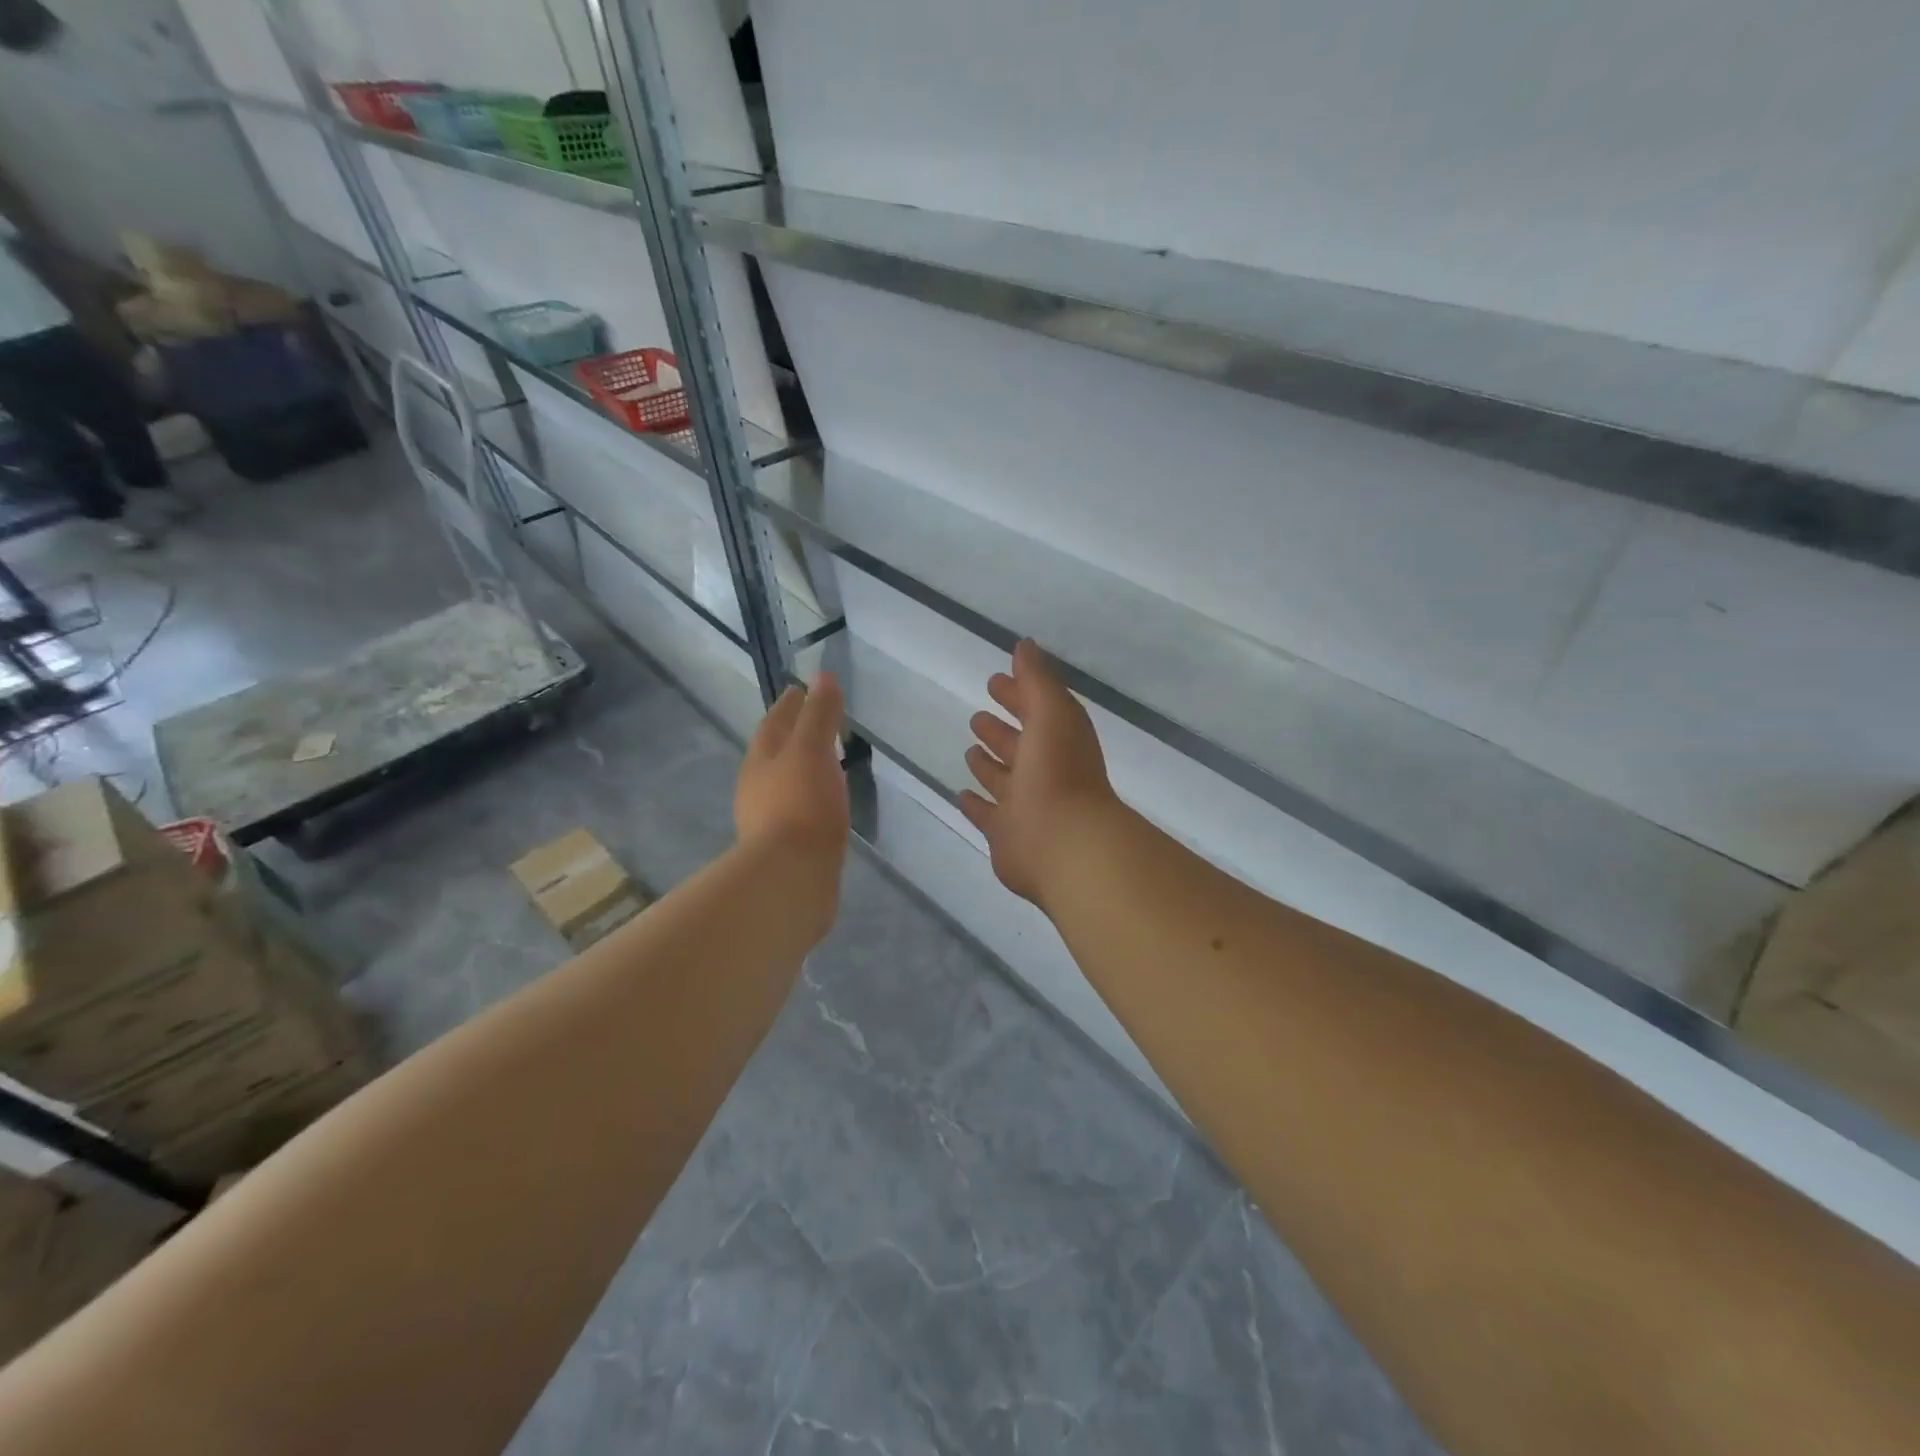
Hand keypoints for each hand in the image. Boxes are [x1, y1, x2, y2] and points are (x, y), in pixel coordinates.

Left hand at [736, 672, 849, 864]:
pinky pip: (798, 812)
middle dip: (791, 736)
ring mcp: (768, 821)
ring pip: (784, 784)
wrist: (791, 878)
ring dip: (800, 770)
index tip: (799, 689)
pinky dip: (810, 799)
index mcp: (760, 761)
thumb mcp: (812, 751)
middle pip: (773, 754)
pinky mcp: (785, 849)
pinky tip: (825, 805)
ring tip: (824, 762)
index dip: (789, 705)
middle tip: (813, 723)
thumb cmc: (800, 806)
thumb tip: (822, 677)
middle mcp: (757, 788)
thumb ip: (819, 716)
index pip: (774, 724)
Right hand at [960, 640, 1120, 907]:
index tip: (995, 681)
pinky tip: (961, 793)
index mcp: (1058, 740)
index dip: (1018, 694)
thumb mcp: (1051, 712)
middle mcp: (1043, 771)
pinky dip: (976, 804)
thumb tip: (1024, 645)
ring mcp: (1025, 805)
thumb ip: (1037, 679)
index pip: (1036, 710)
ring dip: (988, 764)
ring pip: (1003, 779)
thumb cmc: (1058, 772)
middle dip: (1000, 729)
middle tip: (977, 716)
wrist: (1064, 844)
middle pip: (1018, 745)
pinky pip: (987, 814)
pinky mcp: (1006, 835)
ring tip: (969, 749)